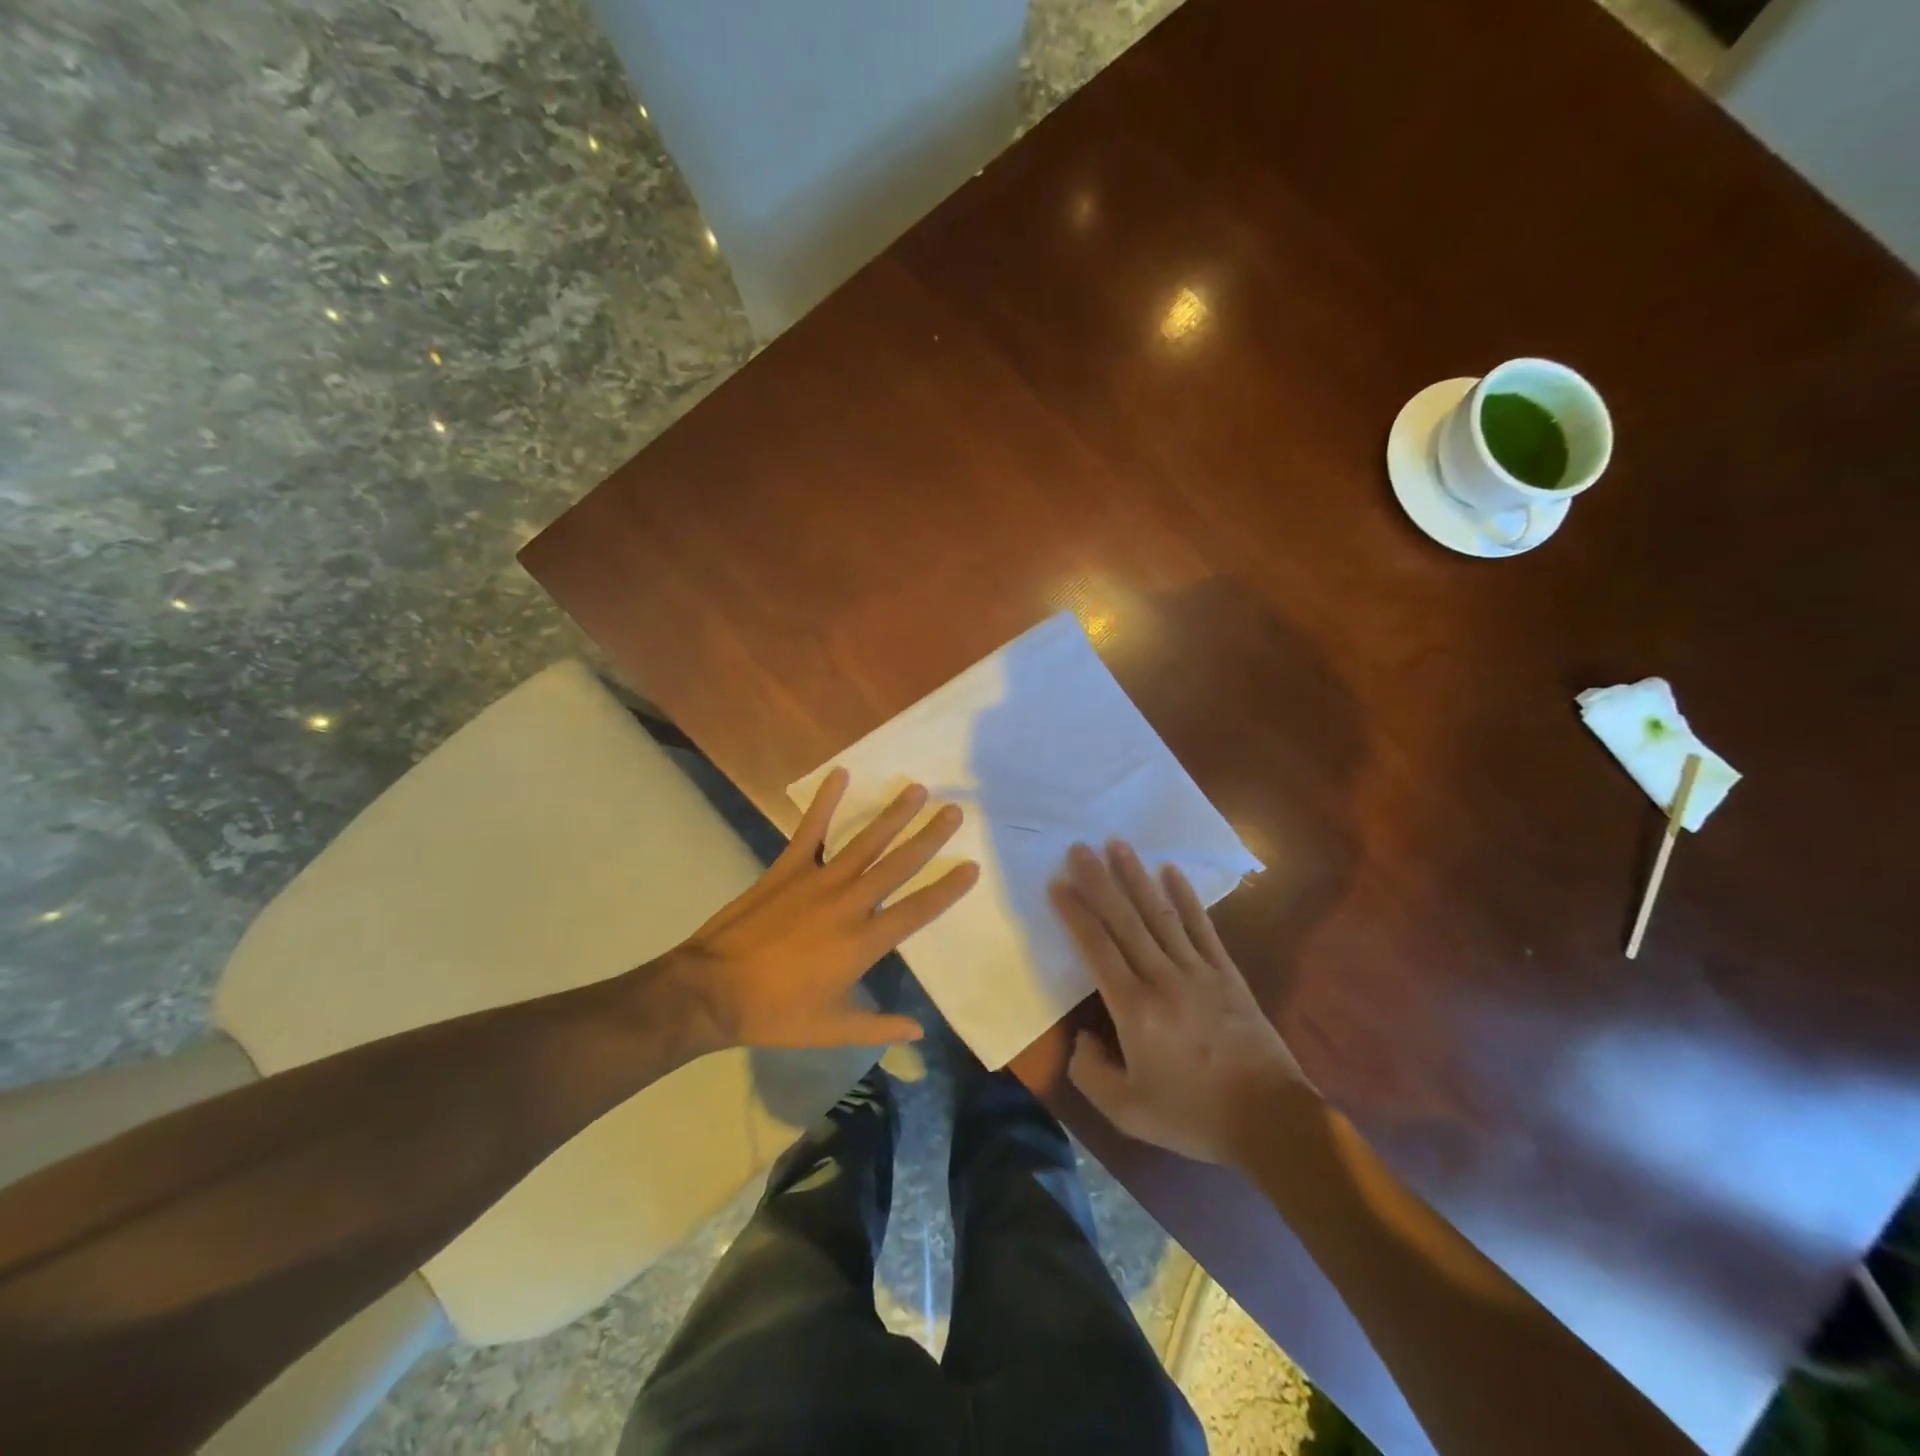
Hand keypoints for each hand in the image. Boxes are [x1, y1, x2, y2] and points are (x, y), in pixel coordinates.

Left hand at [665, 768, 977, 1052]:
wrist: (712, 991)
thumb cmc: (776, 1013)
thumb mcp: (831, 1029)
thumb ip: (878, 1026)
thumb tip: (919, 1032)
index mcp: (863, 942)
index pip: (917, 910)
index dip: (947, 889)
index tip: (972, 866)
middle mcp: (848, 903)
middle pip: (898, 865)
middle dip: (929, 837)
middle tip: (954, 811)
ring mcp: (817, 881)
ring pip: (865, 841)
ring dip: (892, 814)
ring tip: (917, 789)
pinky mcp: (787, 868)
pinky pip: (811, 829)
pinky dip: (825, 801)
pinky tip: (841, 774)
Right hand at [1051, 840, 1310, 1164]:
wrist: (1269, 1120)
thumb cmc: (1193, 1115)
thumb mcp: (1127, 1112)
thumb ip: (1091, 1073)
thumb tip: (1082, 1038)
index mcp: (1134, 1008)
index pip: (1097, 948)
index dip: (1076, 913)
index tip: (1058, 884)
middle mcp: (1162, 978)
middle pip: (1125, 920)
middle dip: (1099, 881)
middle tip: (1080, 848)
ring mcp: (1198, 971)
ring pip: (1160, 914)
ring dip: (1137, 877)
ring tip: (1118, 845)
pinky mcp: (1227, 973)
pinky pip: (1202, 927)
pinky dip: (1186, 897)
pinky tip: (1171, 872)